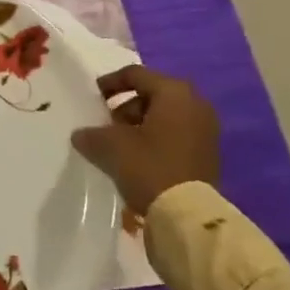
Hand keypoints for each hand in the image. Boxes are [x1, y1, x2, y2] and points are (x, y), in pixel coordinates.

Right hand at [72, 65, 219, 217]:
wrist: (187, 215)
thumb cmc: (149, 166)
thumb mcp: (110, 146)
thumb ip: (91, 134)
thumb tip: (82, 135)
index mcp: (174, 93)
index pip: (135, 74)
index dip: (109, 83)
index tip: (92, 98)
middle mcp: (195, 104)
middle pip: (151, 94)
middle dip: (124, 107)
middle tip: (105, 124)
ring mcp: (205, 129)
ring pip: (163, 116)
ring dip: (138, 125)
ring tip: (118, 145)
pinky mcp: (207, 152)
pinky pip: (174, 134)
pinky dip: (154, 139)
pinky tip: (136, 158)